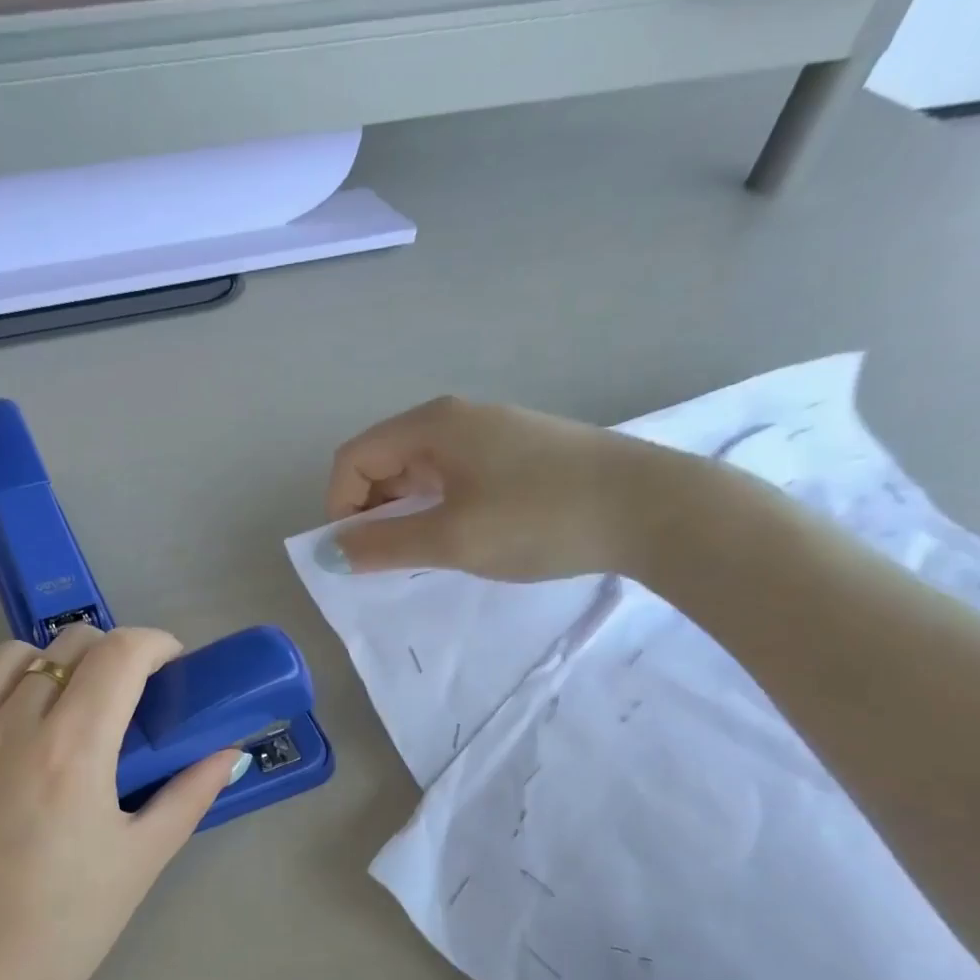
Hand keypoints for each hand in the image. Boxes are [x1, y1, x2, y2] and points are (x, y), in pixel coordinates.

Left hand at [0, 625, 242, 979]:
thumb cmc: (65, 926)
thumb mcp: (142, 860)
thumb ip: (189, 795)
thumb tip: (228, 752)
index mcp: (73, 749)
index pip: (119, 654)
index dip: (155, 644)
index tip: (172, 666)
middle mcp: (11, 727)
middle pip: (69, 646)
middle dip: (111, 654)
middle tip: (127, 696)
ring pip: (9, 657)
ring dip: (50, 665)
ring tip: (64, 707)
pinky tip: (4, 723)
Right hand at [320, 395, 692, 581]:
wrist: (650, 508)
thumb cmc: (539, 518)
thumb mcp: (451, 538)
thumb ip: (383, 545)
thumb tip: (329, 552)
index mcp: (433, 425)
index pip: (353, 458)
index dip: (339, 507)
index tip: (357, 554)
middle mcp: (456, 419)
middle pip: (383, 462)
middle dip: (371, 513)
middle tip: (390, 560)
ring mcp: (491, 434)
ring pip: (419, 473)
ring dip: (406, 515)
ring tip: (427, 554)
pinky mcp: (518, 454)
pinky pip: (453, 479)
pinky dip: (439, 510)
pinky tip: (464, 538)